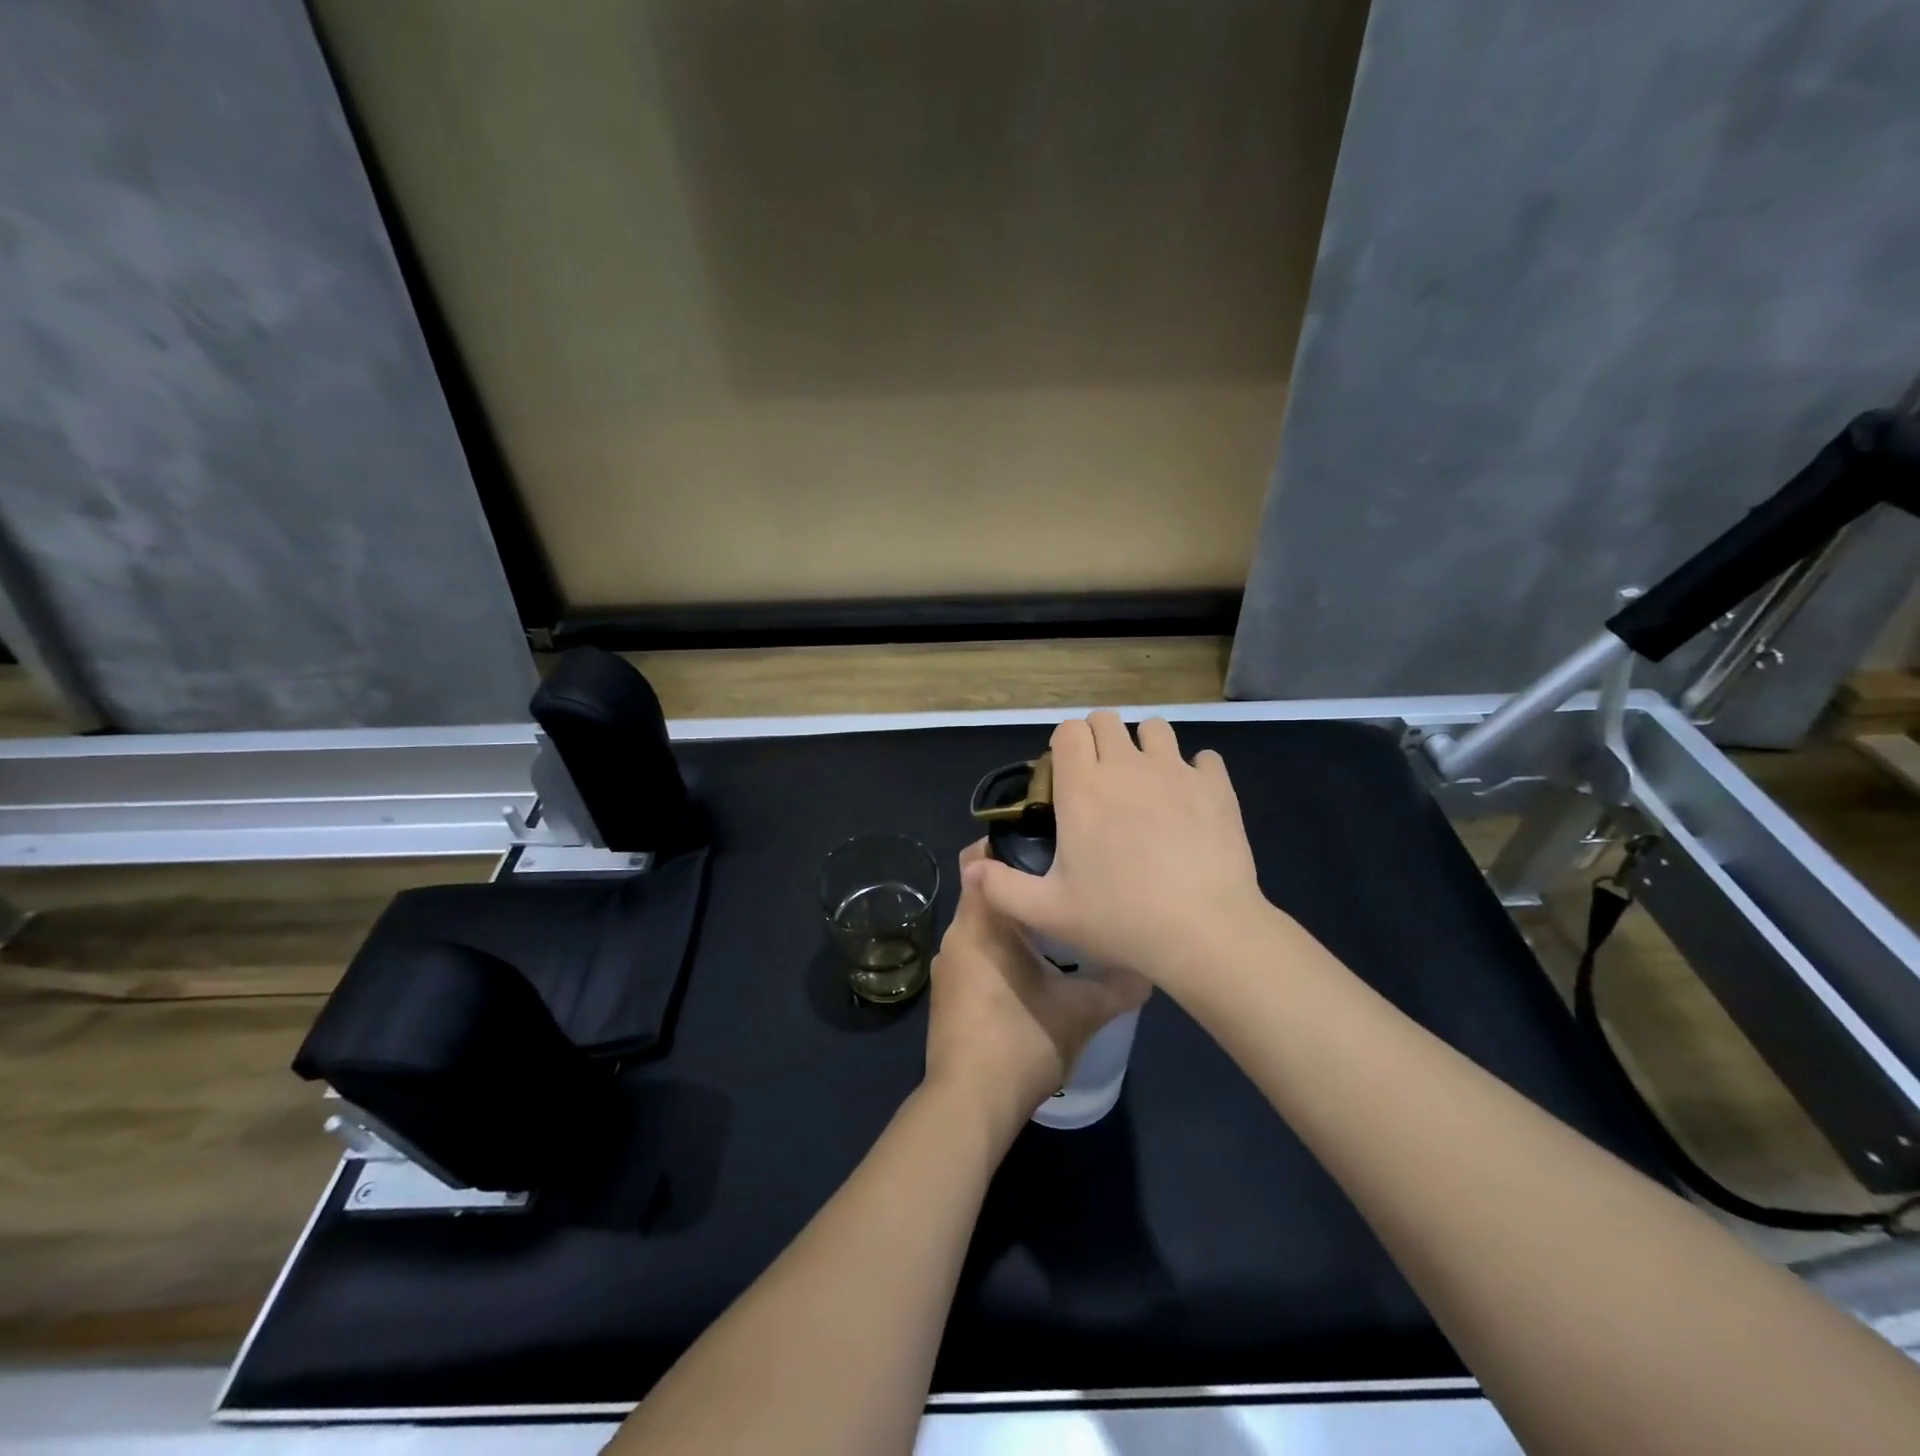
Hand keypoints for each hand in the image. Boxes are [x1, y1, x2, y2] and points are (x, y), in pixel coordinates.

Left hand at [924, 841, 1149, 1135]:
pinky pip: (975, 954)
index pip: (979, 858)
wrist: (969, 1105)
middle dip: (1022, 886)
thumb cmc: (1021, 1041)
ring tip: (1058, 925)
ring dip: (1013, 923)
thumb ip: (1117, 985)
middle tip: (1066, 884)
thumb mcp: (1081, 1012)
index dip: (1008, 842)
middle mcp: (956, 934)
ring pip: (982, 926)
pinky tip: (1034, 970)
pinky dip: (1000, 951)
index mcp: (980, 922)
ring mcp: (948, 967)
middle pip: (986, 892)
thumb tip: (1150, 969)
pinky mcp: (948, 994)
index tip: (1046, 841)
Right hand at [961, 711, 1267, 990]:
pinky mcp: (1216, 786)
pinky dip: (1195, 771)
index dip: (1065, 745)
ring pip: (1155, 728)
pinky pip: (1204, 758)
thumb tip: (971, 867)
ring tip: (1147, 783)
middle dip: (1100, 739)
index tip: (1066, 776)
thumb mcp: (1048, 912)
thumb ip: (1002, 887)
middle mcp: (1126, 766)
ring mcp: (1175, 771)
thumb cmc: (1119, 919)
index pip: (1069, 730)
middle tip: (1102, 779)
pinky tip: (1191, 801)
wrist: (1203, 931)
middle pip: (1107, 720)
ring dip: (1145, 746)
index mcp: (1083, 789)